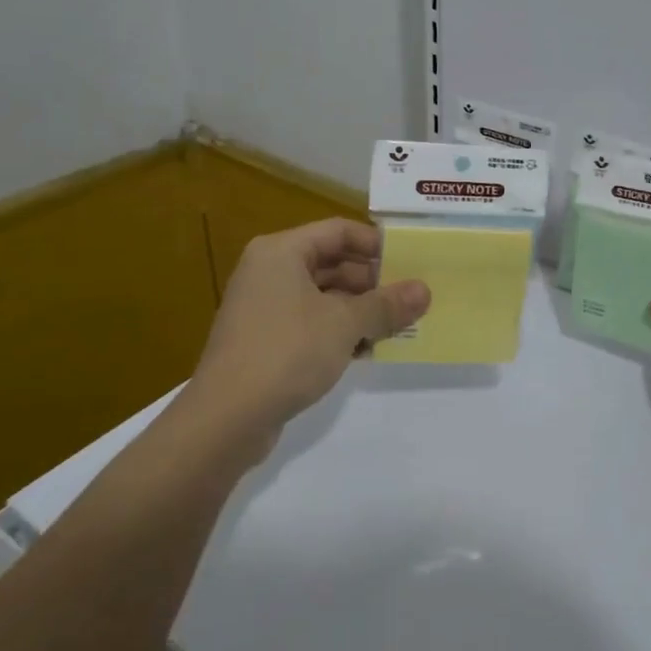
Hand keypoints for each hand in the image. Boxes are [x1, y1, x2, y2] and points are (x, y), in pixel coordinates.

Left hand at [185, 218, 428, 463]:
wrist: (226, 419)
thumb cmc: (287, 353)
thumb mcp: (345, 324)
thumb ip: (386, 304)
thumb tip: (425, 290)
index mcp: (282, 252)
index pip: (339, 231)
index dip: (377, 244)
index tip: (412, 261)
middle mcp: (270, 272)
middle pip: (333, 263)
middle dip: (374, 282)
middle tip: (412, 298)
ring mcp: (266, 307)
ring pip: (325, 296)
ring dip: (362, 309)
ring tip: (399, 326)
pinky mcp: (267, 340)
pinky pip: (313, 323)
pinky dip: (341, 331)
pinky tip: (370, 350)